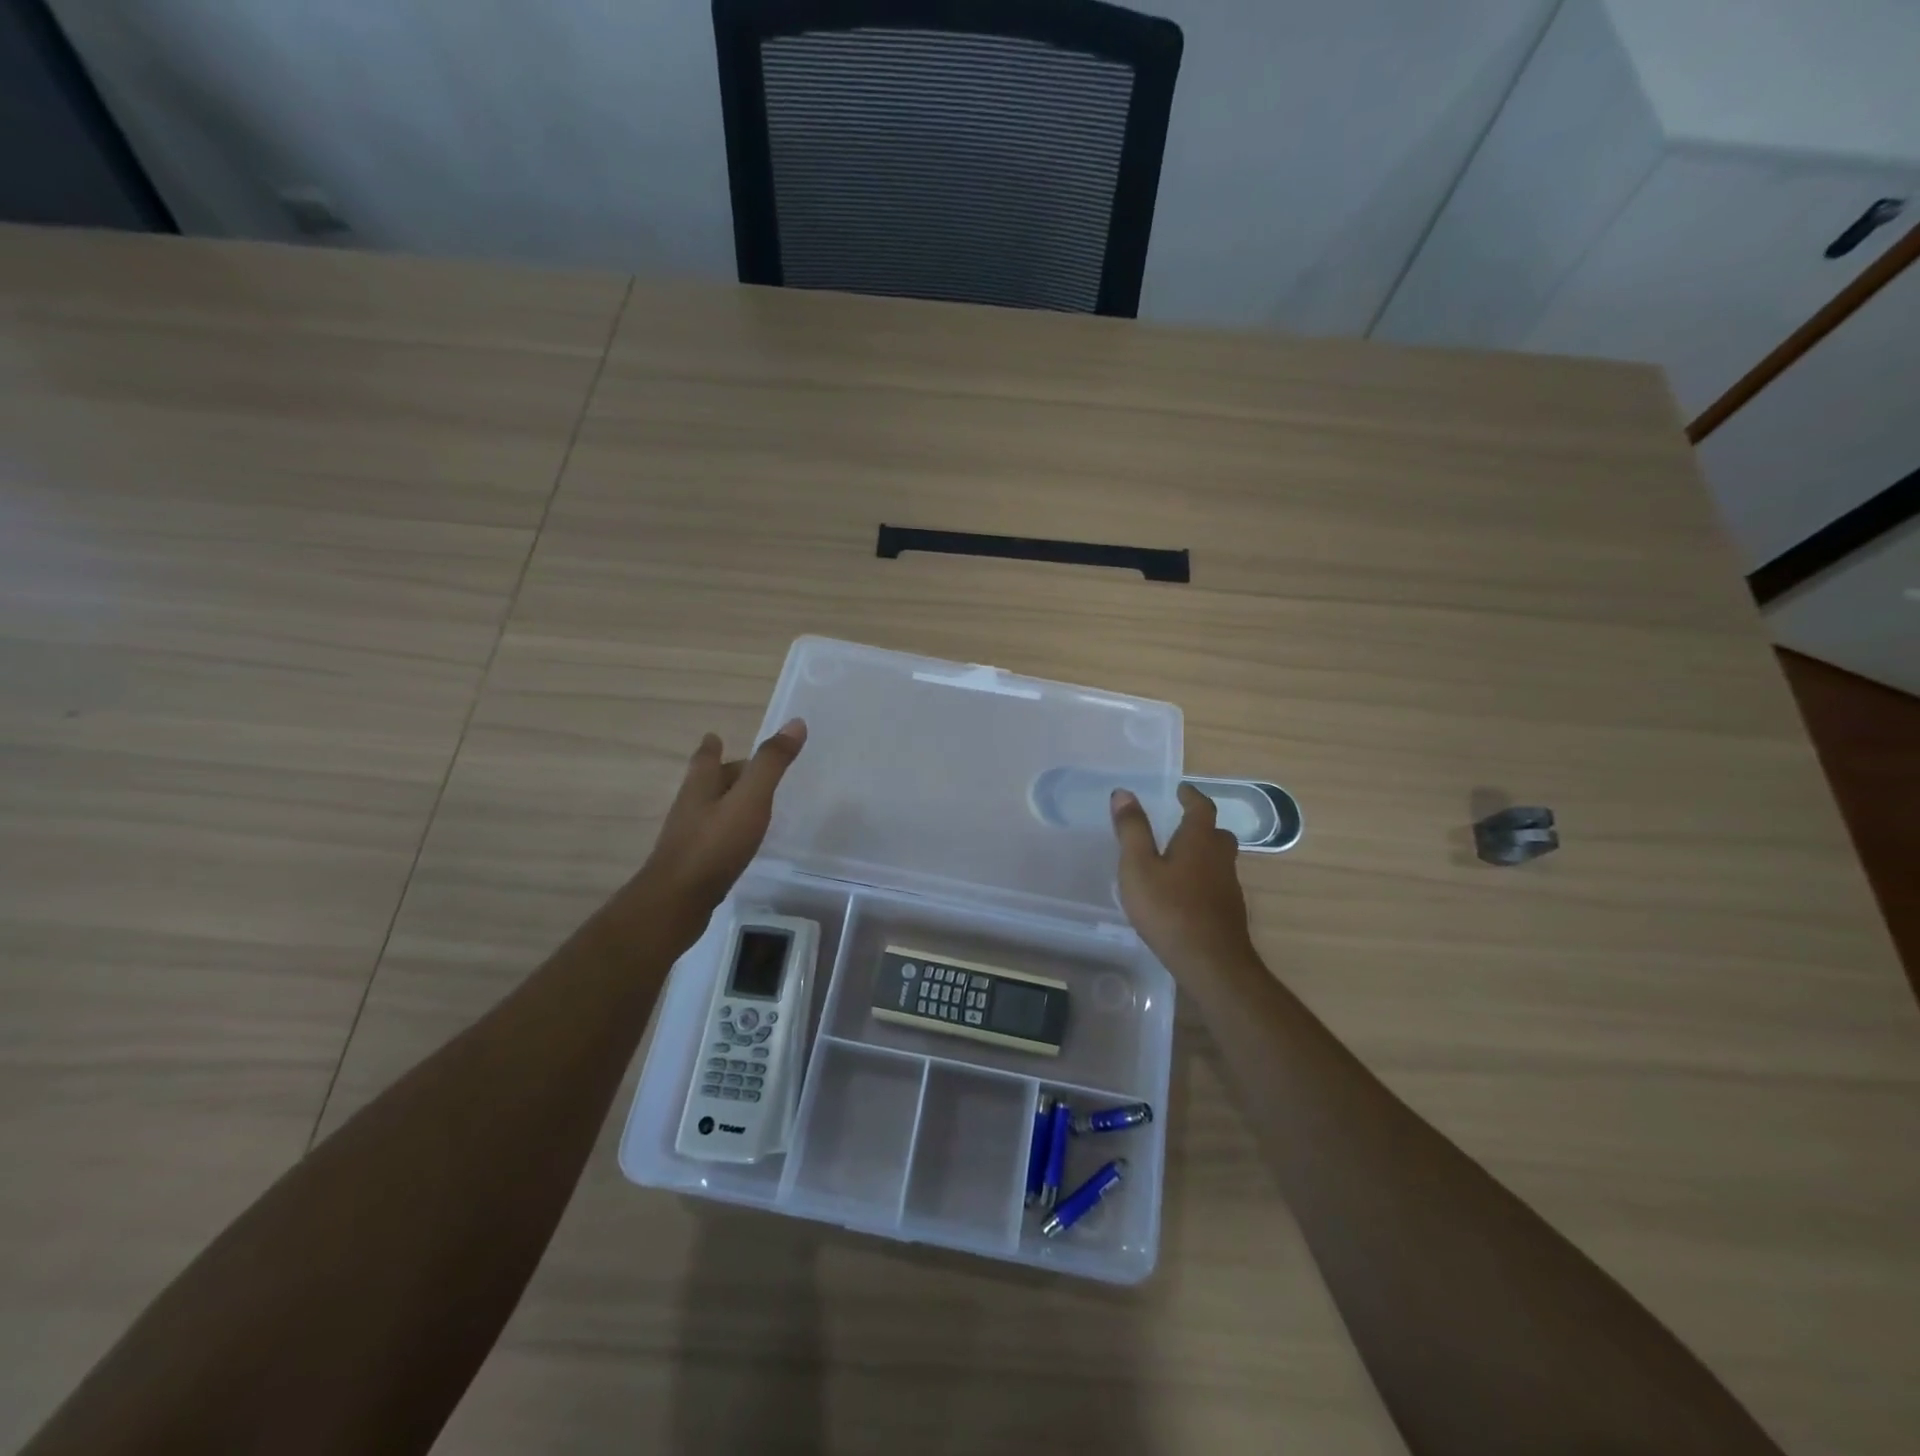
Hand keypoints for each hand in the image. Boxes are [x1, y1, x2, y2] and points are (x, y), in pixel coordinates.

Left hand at [635, 718, 807, 937]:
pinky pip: (713, 839)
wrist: (676, 903)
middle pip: (706, 784)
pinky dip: (727, 832)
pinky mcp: (693, 865)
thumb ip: (771, 764)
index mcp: (700, 787)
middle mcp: (690, 808)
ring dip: (725, 803)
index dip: (711, 746)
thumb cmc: (714, 845)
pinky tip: (739, 843)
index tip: (714, 736)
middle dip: (723, 774)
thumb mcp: (749, 800)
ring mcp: (688, 838)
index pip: (705, 758)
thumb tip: (796, 722)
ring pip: (709, 811)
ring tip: (747, 803)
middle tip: (746, 769)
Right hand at [1111, 783, 1255, 972]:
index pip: (1201, 808)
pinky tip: (1185, 894)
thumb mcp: (1139, 867)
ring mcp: (1228, 887)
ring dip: (1202, 853)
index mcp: (1199, 840)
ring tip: (1178, 858)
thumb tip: (1124, 793)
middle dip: (1200, 825)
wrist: (1211, 963)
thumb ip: (1132, 830)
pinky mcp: (1229, 912)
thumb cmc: (1169, 909)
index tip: (1182, 790)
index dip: (1191, 796)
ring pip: (1219, 860)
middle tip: (1180, 823)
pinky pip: (1216, 883)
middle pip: (1216, 834)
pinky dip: (1203, 879)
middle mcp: (1220, 858)